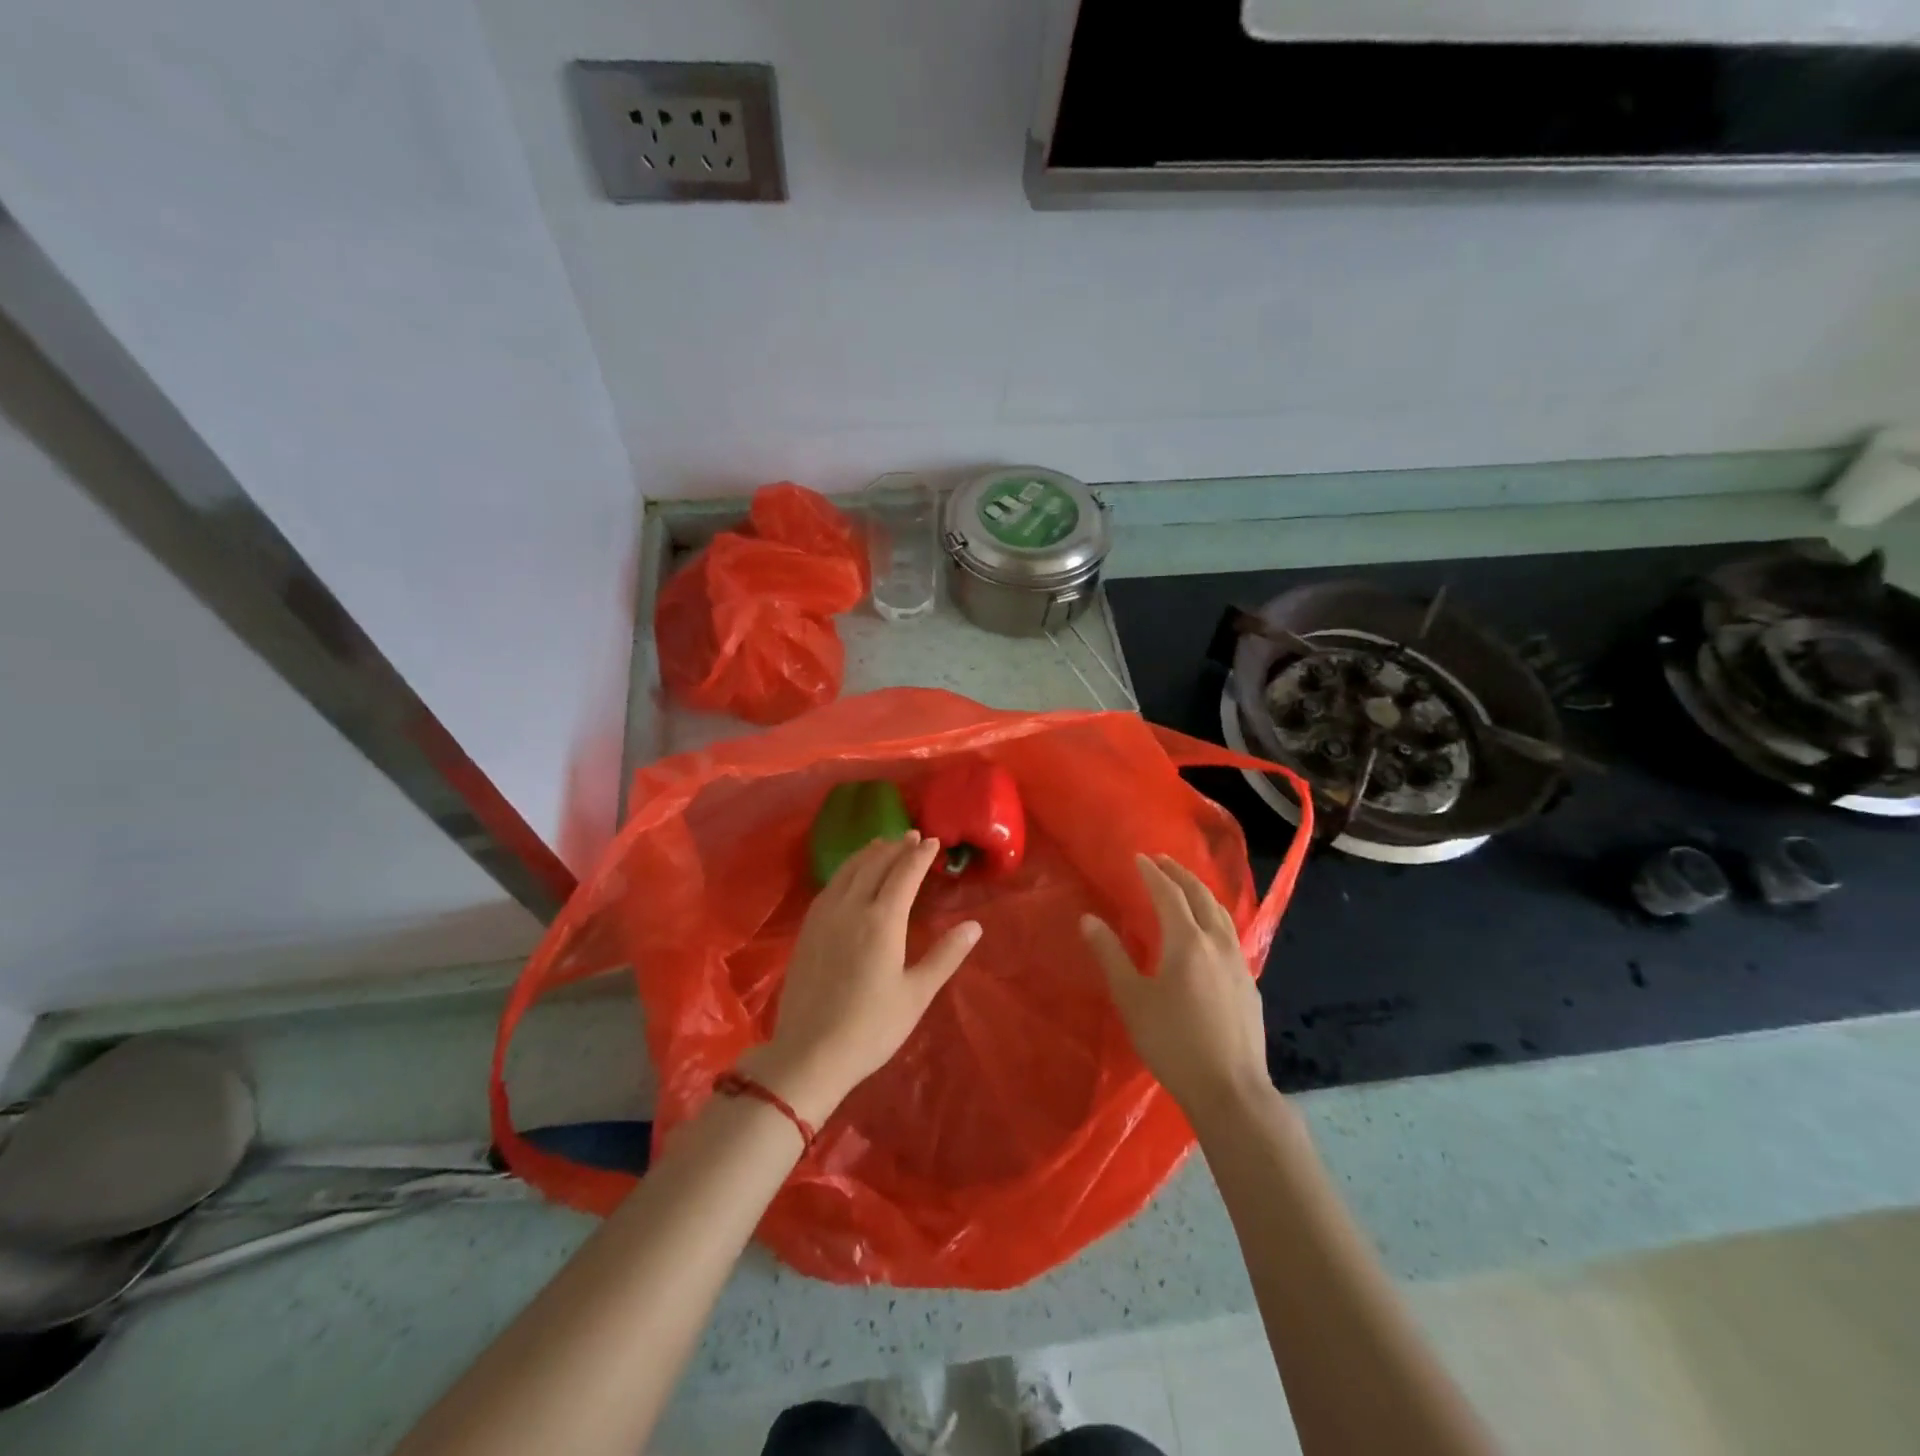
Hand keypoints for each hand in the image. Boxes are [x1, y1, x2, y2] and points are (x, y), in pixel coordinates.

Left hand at [745, 832, 981, 1127]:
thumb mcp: (917, 994)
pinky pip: (831, 885)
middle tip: (913, 837)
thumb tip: (974, 926)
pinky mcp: (807, 929)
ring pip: (848, 870)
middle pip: (875, 864)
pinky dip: (847, 869)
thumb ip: (945, 956)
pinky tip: (851, 875)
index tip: (933, 841)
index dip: (920, 855)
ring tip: (884, 844)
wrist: (809, 1054)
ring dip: (869, 853)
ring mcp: (824, 916)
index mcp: (882, 920)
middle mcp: (851, 908)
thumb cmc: (871, 1028)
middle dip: (896, 847)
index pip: (904, 873)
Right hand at [1081, 854, 1271, 1124]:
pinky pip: (1231, 935)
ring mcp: (1238, 963)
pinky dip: (1215, 918)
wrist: (1230, 1089)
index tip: (1139, 858)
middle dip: (1180, 874)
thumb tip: (1089, 920)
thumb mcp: (1131, 999)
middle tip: (1162, 861)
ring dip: (1201, 893)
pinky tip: (1209, 933)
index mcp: (1187, 941)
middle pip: (1201, 896)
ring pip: (1222, 914)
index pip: (1169, 894)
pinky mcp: (1249, 984)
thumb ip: (1110, 955)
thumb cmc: (1172, 1042)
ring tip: (1186, 887)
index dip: (1153, 874)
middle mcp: (1217, 943)